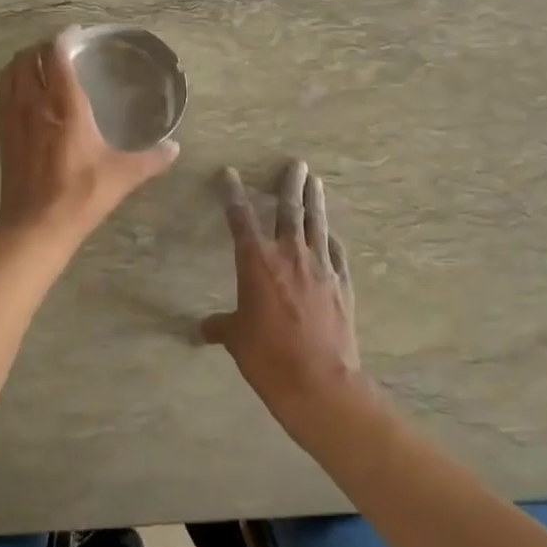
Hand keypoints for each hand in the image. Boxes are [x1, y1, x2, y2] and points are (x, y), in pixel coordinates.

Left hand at [0, 29, 179, 244]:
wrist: (36, 227)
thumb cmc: (81, 195)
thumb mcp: (123, 176)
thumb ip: (151, 159)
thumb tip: (175, 148)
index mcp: (64, 105)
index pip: (56, 55)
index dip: (64, 38)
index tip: (75, 33)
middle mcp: (34, 104)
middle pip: (26, 59)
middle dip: (40, 48)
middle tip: (58, 50)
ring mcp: (12, 119)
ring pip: (8, 75)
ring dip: (20, 64)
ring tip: (37, 67)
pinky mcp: (2, 136)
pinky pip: (0, 98)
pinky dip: (9, 87)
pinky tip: (23, 98)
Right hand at [201, 161, 361, 421]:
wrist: (319, 383)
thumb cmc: (268, 357)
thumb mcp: (237, 340)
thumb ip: (221, 327)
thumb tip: (203, 328)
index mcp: (257, 261)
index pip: (240, 217)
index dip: (233, 193)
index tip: (229, 173)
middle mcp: (290, 254)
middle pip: (289, 209)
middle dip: (289, 184)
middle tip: (295, 164)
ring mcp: (321, 267)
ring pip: (317, 224)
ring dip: (314, 200)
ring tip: (315, 181)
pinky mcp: (342, 284)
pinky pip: (337, 253)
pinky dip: (332, 240)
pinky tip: (332, 234)